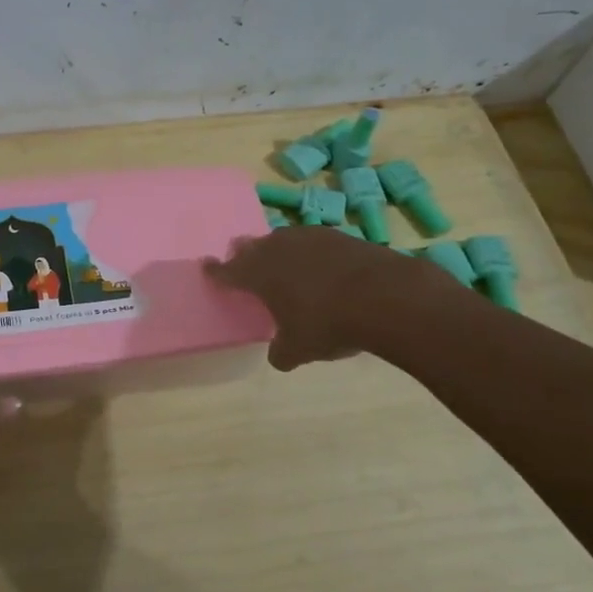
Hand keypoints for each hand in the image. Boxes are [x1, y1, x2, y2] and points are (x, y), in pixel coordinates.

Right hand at [206, 226, 447, 370]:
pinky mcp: (341, 236)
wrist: (386, 297)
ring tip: (283, 263)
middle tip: (243, 260)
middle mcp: (278, 249)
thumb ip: (281, 352)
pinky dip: (312, 254)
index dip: (215, 271)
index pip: (227, 271)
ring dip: (279, 250)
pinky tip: (321, 266)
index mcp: (258, 274)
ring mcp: (310, 238)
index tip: (206, 266)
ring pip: (283, 240)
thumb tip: (279, 356)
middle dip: (245, 254)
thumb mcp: (298, 349)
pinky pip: (314, 242)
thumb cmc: (327, 323)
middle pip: (253, 247)